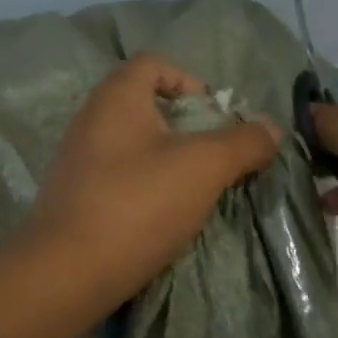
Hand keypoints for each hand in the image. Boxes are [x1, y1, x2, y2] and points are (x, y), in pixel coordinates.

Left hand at [27, 55, 281, 308]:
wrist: (66, 274)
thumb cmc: (137, 204)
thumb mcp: (204, 167)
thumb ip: (243, 142)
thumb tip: (272, 128)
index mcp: (117, 97)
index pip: (155, 64)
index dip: (191, 82)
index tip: (216, 118)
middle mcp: (91, 120)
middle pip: (147, 106)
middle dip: (188, 128)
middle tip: (216, 158)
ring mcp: (79, 161)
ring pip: (136, 146)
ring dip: (170, 162)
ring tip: (196, 191)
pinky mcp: (75, 198)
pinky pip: (121, 179)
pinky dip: (147, 189)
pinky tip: (165, 217)